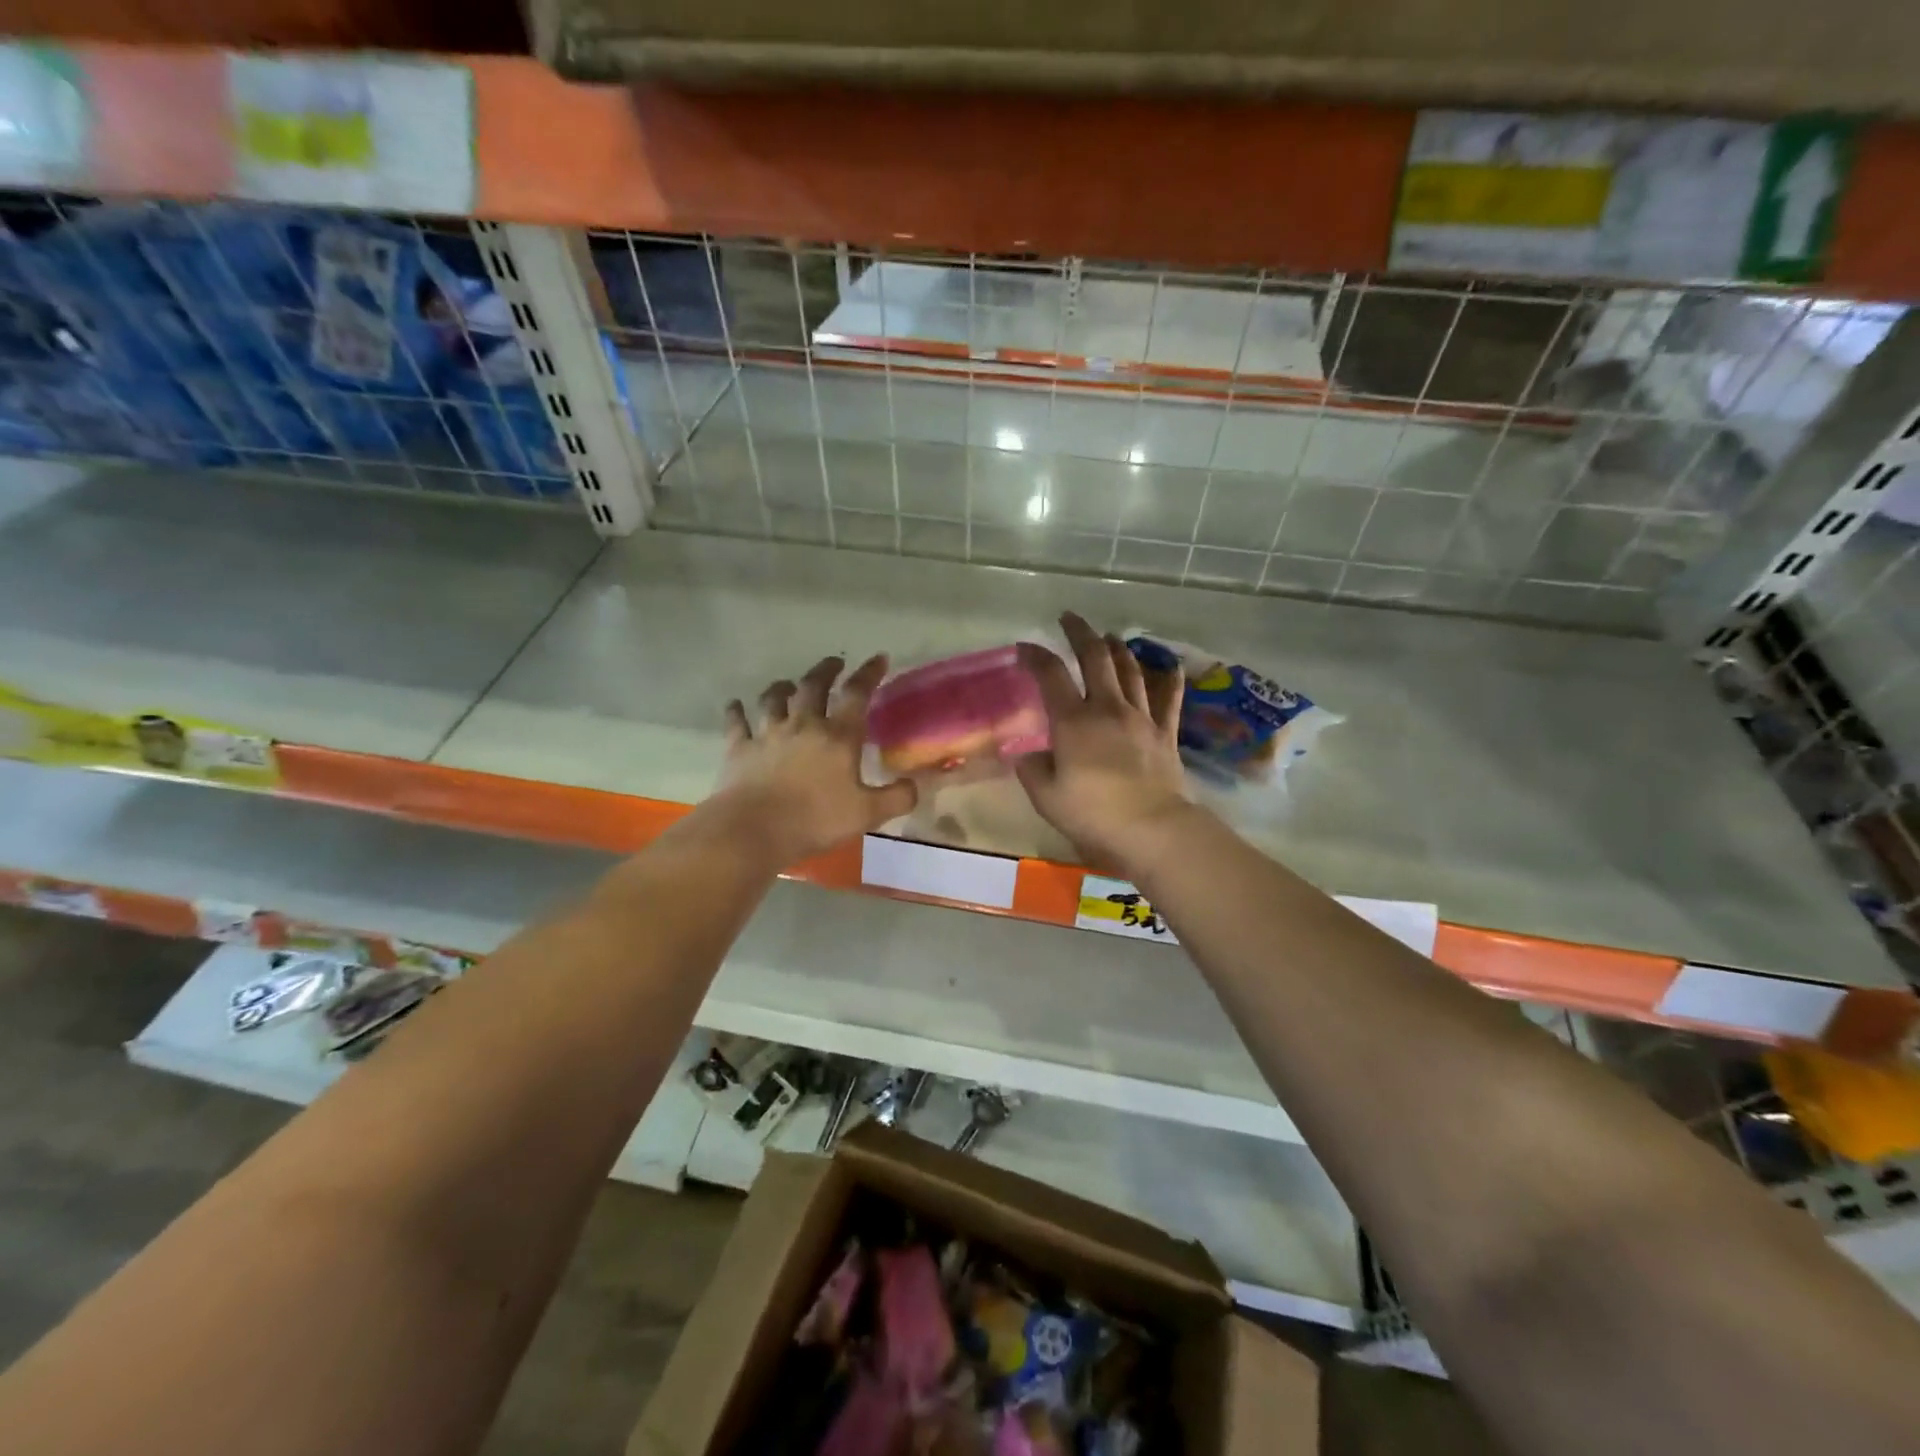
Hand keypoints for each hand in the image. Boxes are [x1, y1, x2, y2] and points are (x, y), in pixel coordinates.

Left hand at [705, 654, 917, 865]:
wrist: (754, 829)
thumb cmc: (815, 819)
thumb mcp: (867, 814)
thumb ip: (896, 798)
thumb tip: (914, 786)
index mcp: (837, 737)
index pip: (857, 695)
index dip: (869, 674)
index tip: (878, 658)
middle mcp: (803, 725)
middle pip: (813, 686)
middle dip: (826, 671)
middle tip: (834, 664)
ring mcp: (768, 734)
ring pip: (774, 698)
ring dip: (782, 687)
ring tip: (787, 684)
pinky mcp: (739, 748)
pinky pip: (737, 722)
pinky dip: (736, 711)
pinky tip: (735, 705)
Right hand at [1015, 613, 1194, 874]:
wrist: (1152, 829)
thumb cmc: (1093, 814)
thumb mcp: (1047, 797)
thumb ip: (1032, 770)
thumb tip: (1028, 755)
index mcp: (1073, 721)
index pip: (1051, 675)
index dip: (1035, 655)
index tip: (1024, 647)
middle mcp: (1107, 708)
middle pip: (1095, 658)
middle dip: (1080, 633)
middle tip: (1070, 619)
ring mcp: (1140, 717)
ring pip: (1130, 670)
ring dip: (1118, 648)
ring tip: (1109, 637)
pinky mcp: (1165, 733)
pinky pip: (1169, 698)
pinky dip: (1170, 678)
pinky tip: (1170, 665)